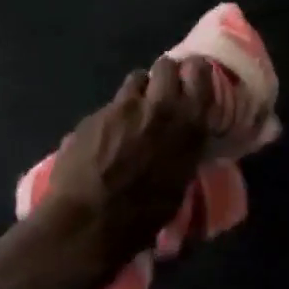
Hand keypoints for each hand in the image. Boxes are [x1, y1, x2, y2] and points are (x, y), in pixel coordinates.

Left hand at [41, 56, 214, 266]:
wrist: (88, 223)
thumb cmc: (143, 215)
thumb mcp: (179, 184)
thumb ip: (183, 150)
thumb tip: (181, 140)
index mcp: (188, 125)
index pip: (200, 74)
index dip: (196, 72)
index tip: (193, 78)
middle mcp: (159, 107)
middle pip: (166, 66)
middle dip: (165, 74)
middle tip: (162, 91)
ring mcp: (124, 108)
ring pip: (136, 78)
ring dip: (139, 91)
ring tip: (134, 111)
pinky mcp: (95, 114)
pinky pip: (110, 104)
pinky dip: (112, 115)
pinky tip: (105, 137)